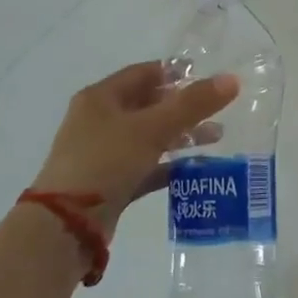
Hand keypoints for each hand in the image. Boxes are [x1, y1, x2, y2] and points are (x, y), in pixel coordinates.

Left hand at [32, 61, 237, 231]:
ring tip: (216, 137)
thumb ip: (192, 104)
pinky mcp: (110, 183)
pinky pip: (146, 166)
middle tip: (218, 109)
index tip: (207, 77)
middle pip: (147, 105)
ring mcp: (103, 154)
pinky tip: (196, 168)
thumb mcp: (152, 128)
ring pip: (149, 137)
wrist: (66, 225)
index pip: (143, 73)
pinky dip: (169, 165)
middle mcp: (99, 121)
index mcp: (101, 98)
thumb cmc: (105, 162)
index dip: (175, 73)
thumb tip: (231, 80)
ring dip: (180, 135)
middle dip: (183, 107)